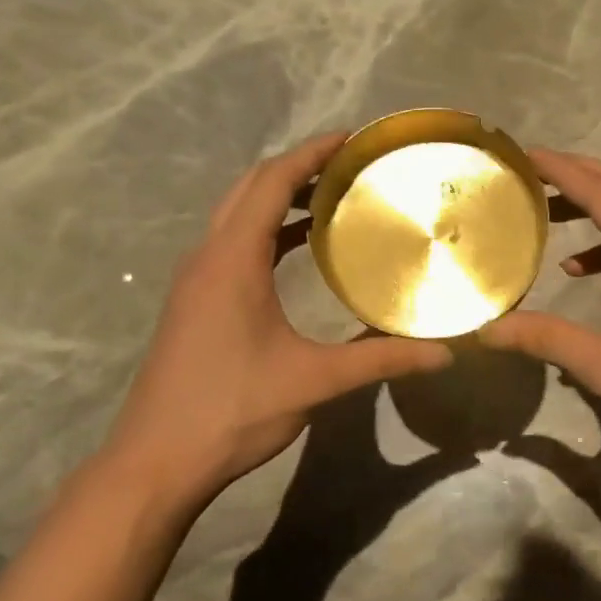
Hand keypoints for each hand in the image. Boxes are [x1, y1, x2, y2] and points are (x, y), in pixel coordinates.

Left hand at [97, 134, 451, 511]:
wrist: (156, 461)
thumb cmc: (232, 410)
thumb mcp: (313, 381)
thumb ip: (380, 360)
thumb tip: (444, 352)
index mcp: (231, 260)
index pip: (271, 182)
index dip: (311, 153)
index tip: (353, 139)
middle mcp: (207, 257)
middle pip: (250, 188)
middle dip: (298, 167)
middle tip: (351, 165)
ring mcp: (195, 280)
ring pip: (237, 215)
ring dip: (279, 198)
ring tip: (334, 196)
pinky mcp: (194, 303)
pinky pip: (232, 244)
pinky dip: (267, 231)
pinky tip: (300, 249)